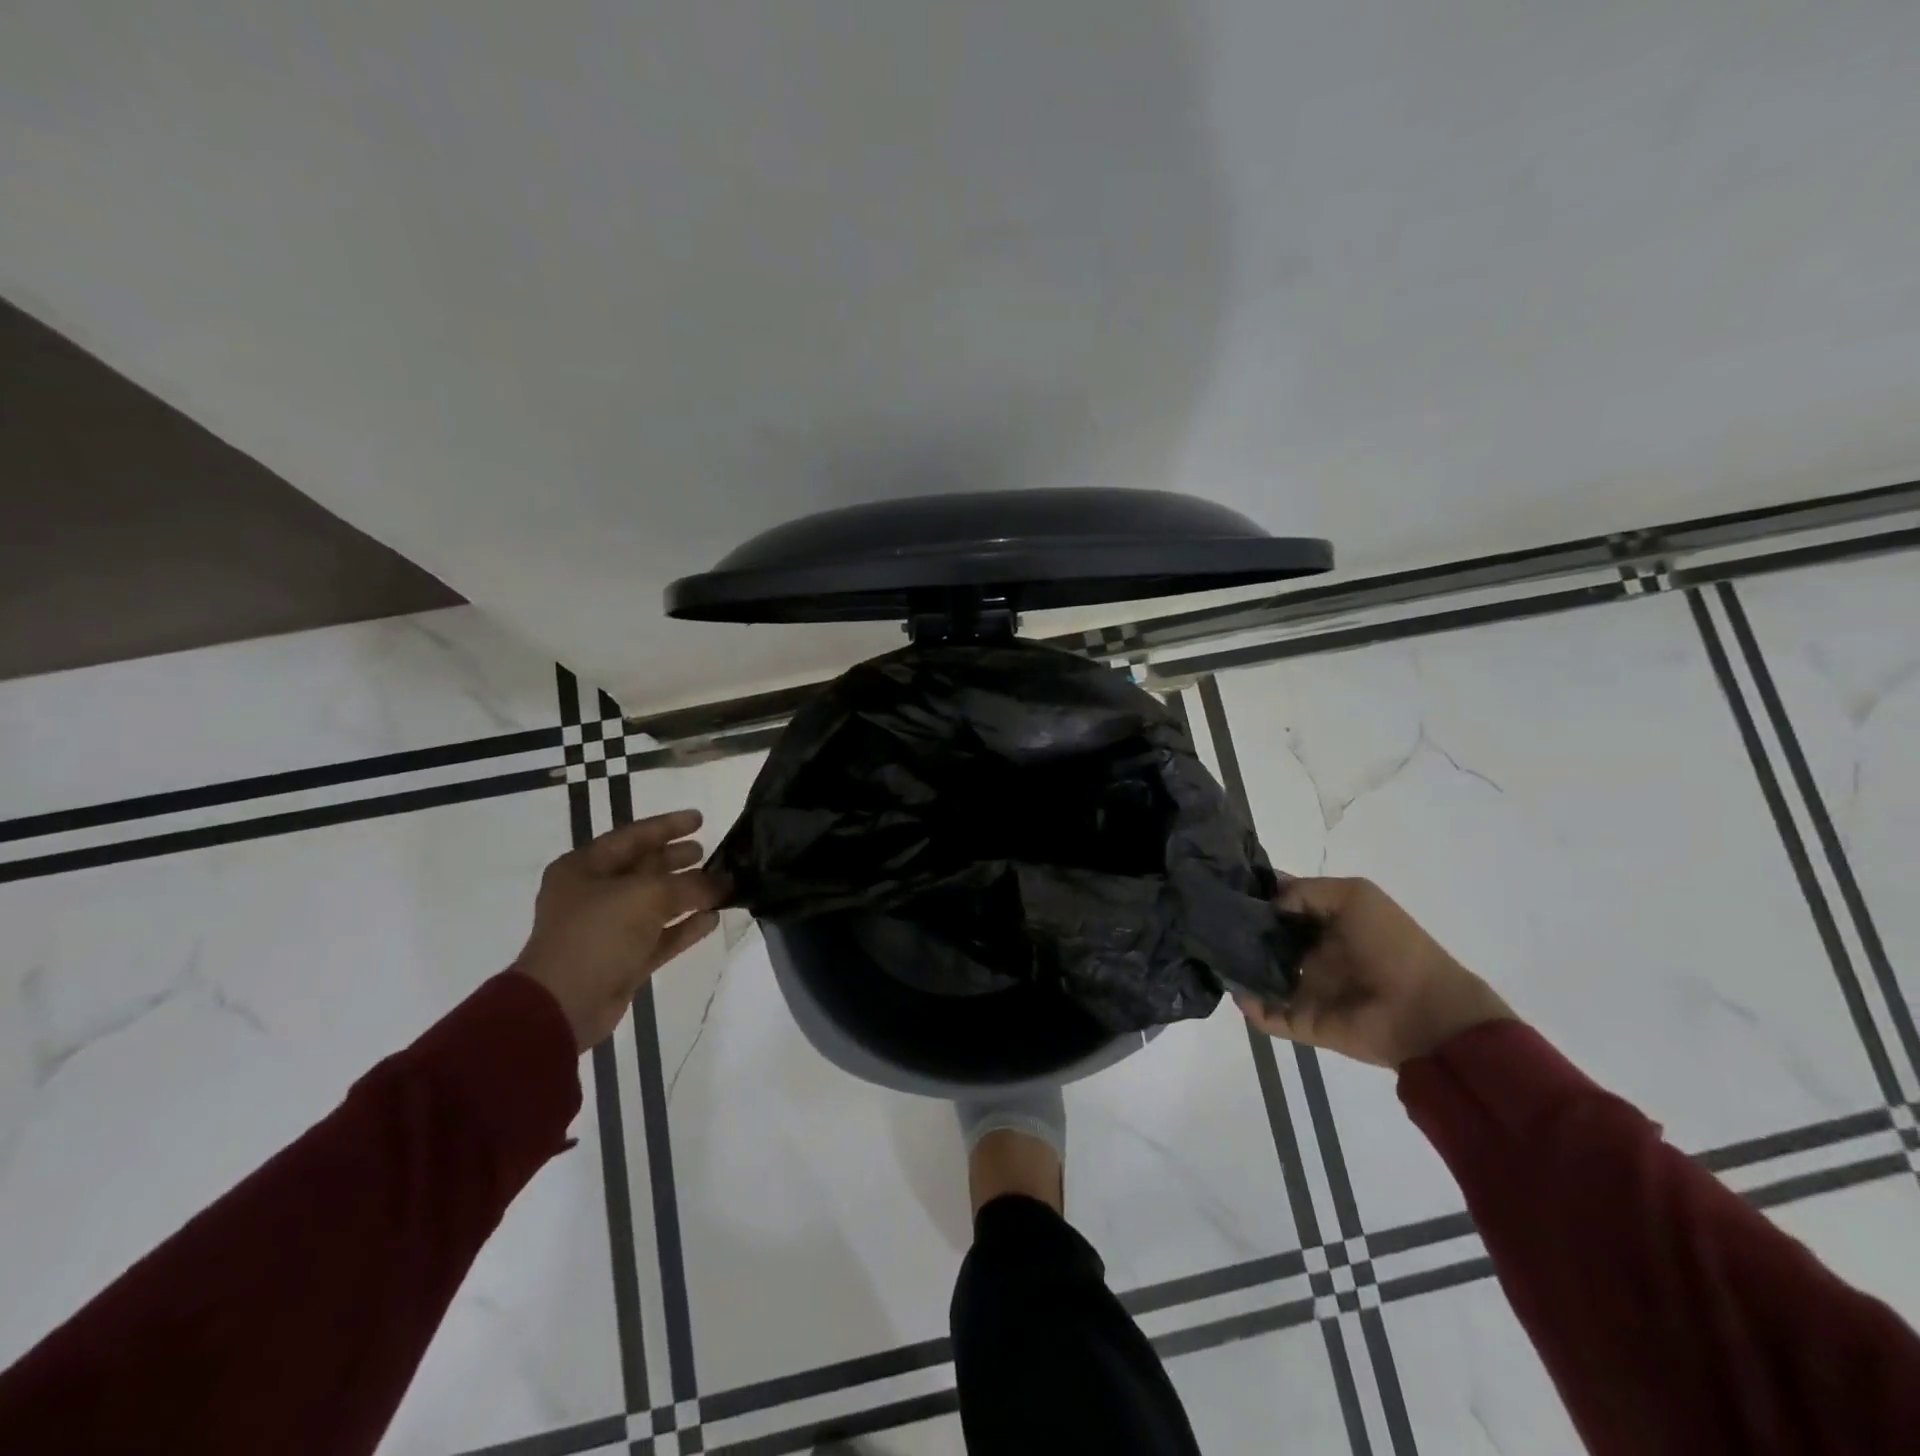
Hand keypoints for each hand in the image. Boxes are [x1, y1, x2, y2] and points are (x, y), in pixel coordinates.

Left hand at [511, 809, 726, 1051]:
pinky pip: (660, 936)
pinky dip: (685, 927)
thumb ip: (690, 885)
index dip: (668, 825)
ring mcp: (608, 929)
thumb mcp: (646, 897)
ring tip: (721, 884)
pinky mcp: (623, 960)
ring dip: (687, 894)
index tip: (700, 819)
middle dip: (676, 859)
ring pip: (655, 903)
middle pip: (643, 869)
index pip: (633, 836)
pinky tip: (713, 919)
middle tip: (709, 851)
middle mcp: (594, 894)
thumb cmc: (597, 934)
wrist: (563, 1006)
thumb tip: (725, 882)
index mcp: (584, 868)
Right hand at [1237, 877, 1513, 1067]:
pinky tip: (1234, 990)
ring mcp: (1308, 989)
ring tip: (1213, 953)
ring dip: (1239, 968)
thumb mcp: (1357, 896)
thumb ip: (1308, 891)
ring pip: (1261, 977)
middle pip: (1265, 940)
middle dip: (1239, 931)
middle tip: (1211, 921)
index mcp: (1326, 924)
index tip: (1225, 886)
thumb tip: (1271, 905)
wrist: (1426, 1012)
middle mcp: (1313, 954)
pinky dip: (1249, 1007)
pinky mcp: (1305, 1021)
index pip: (1282, 906)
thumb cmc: (1393, 946)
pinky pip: (1269, 1015)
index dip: (1257, 896)